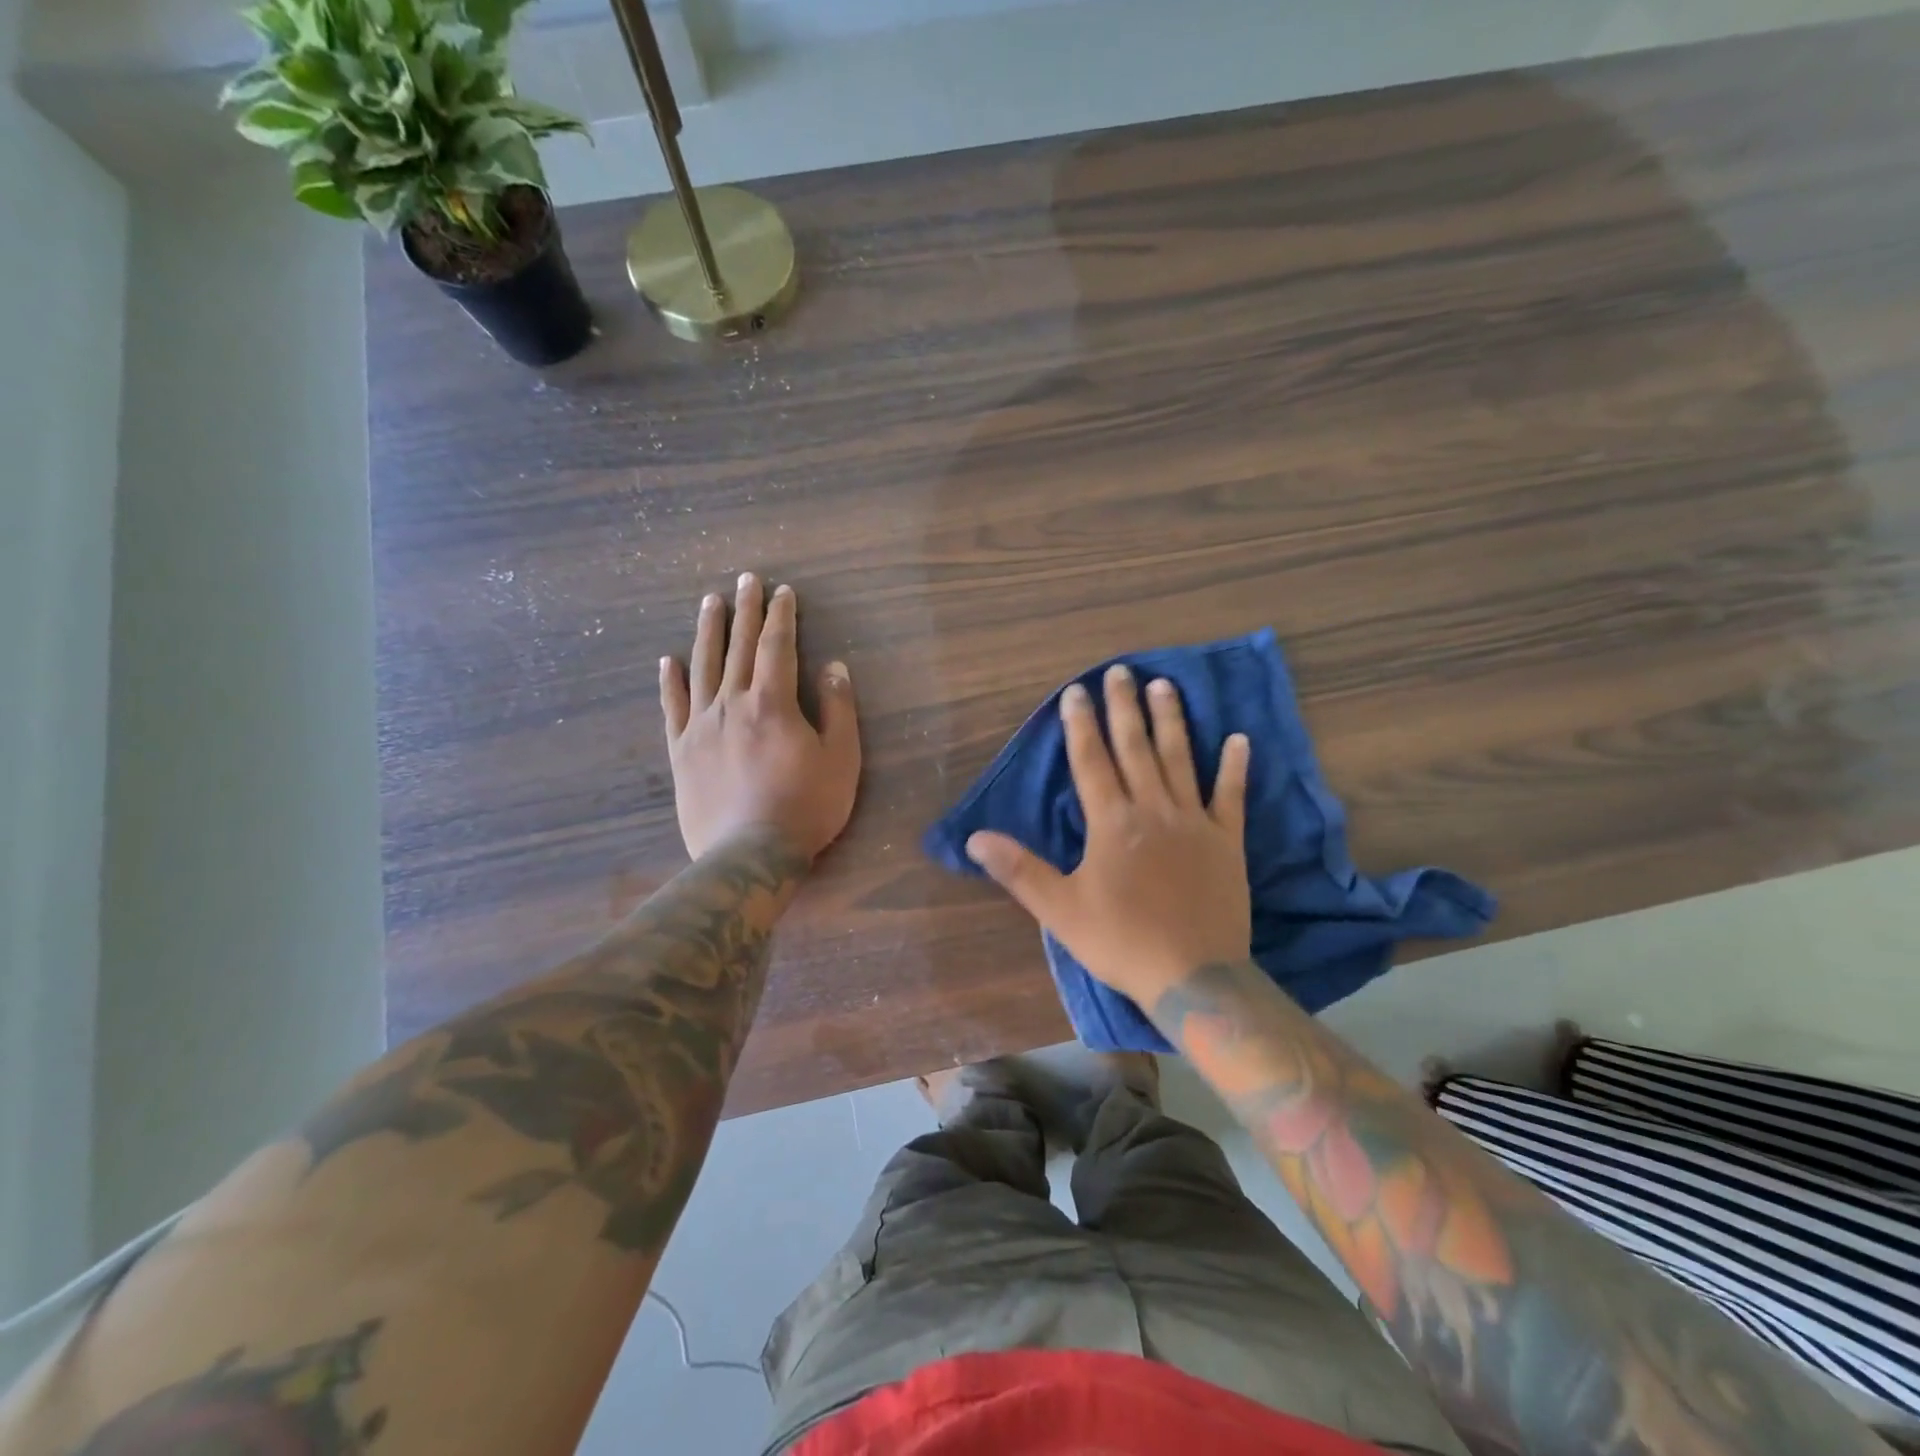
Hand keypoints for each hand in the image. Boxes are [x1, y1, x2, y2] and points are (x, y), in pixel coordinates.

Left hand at [660, 573, 860, 861]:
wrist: (750, 854)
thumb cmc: (806, 806)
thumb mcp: (841, 758)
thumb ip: (838, 709)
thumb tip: (833, 667)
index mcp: (773, 702)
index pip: (777, 646)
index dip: (781, 616)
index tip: (783, 591)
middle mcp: (732, 703)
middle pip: (739, 647)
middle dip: (746, 611)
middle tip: (746, 579)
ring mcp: (701, 726)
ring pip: (703, 668)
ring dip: (708, 632)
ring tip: (710, 601)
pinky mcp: (681, 751)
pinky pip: (673, 708)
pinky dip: (670, 682)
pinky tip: (668, 661)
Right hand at [966, 665, 1251, 1005]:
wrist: (1194, 975)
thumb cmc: (1121, 941)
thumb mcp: (1059, 909)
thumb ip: (1018, 869)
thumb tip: (974, 839)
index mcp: (1111, 822)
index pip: (1091, 761)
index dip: (1081, 725)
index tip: (1076, 692)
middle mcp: (1152, 809)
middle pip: (1135, 748)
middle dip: (1124, 708)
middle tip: (1120, 672)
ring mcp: (1194, 822)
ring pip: (1180, 759)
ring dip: (1171, 721)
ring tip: (1165, 686)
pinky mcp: (1226, 841)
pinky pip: (1231, 796)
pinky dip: (1234, 767)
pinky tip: (1239, 740)